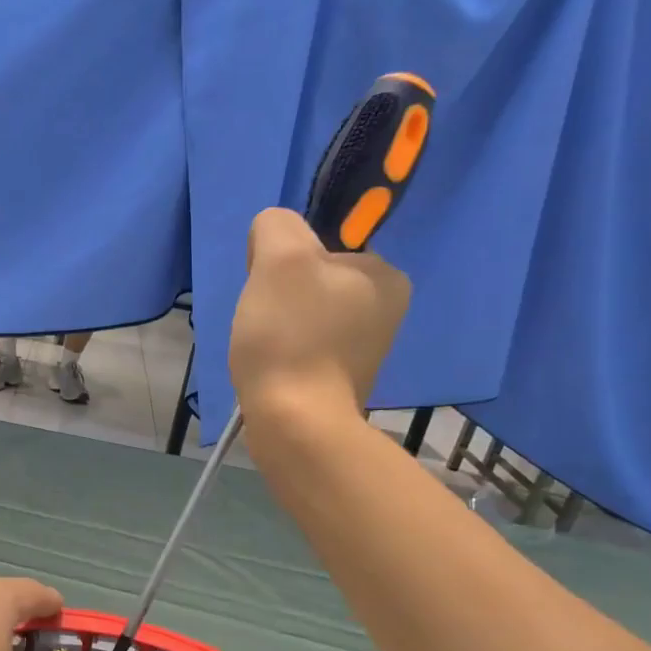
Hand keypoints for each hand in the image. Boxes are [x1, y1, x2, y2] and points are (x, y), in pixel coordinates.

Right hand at [230, 207, 410, 417]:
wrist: (295, 424)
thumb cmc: (291, 337)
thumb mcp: (280, 258)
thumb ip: (276, 226)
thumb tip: (271, 237)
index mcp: (386, 275)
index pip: (323, 246)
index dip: (285, 262)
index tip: (271, 292)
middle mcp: (386, 311)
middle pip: (312, 283)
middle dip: (281, 298)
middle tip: (264, 322)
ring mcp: (366, 351)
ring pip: (306, 318)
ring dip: (278, 328)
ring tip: (265, 351)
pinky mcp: (342, 383)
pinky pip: (305, 350)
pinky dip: (284, 356)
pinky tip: (272, 370)